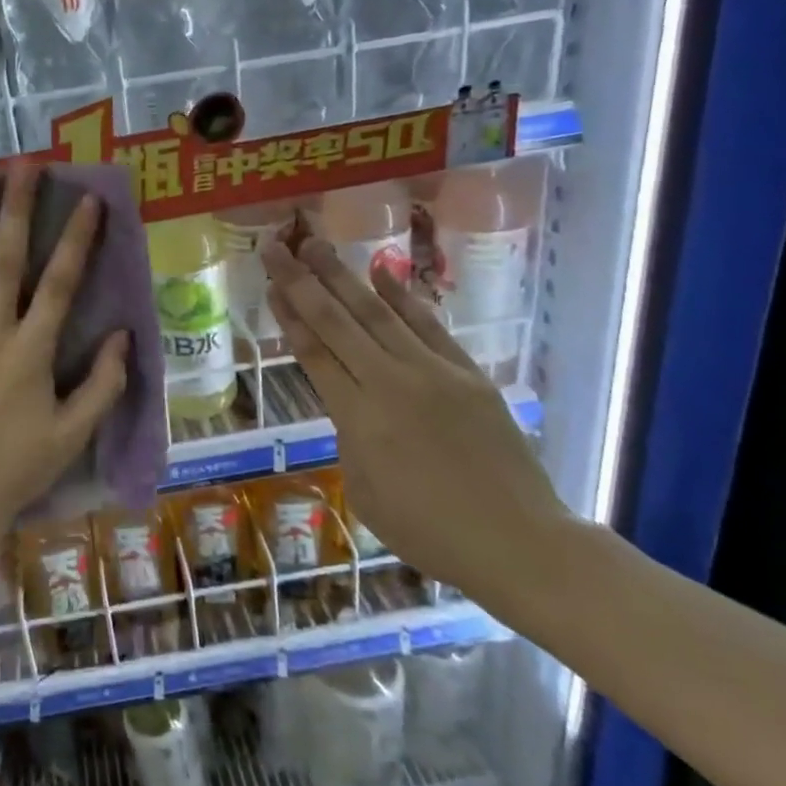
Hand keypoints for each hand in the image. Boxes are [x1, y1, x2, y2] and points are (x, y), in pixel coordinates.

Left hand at [0, 162, 130, 544]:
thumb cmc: (18, 468)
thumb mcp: (74, 434)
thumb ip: (103, 384)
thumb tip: (123, 335)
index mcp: (31, 351)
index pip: (59, 283)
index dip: (76, 239)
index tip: (87, 199)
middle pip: (4, 260)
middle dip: (15, 209)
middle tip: (21, 165)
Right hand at [261, 229, 571, 594]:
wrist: (516, 540)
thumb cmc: (428, 531)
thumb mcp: (365, 492)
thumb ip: (350, 438)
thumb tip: (350, 402)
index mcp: (359, 419)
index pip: (314, 353)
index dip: (288, 316)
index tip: (269, 284)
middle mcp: (391, 383)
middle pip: (337, 322)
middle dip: (302, 281)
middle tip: (277, 246)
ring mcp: (434, 372)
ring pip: (378, 313)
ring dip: (344, 276)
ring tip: (317, 245)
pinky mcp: (468, 372)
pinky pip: (428, 325)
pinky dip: (402, 296)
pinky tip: (381, 272)